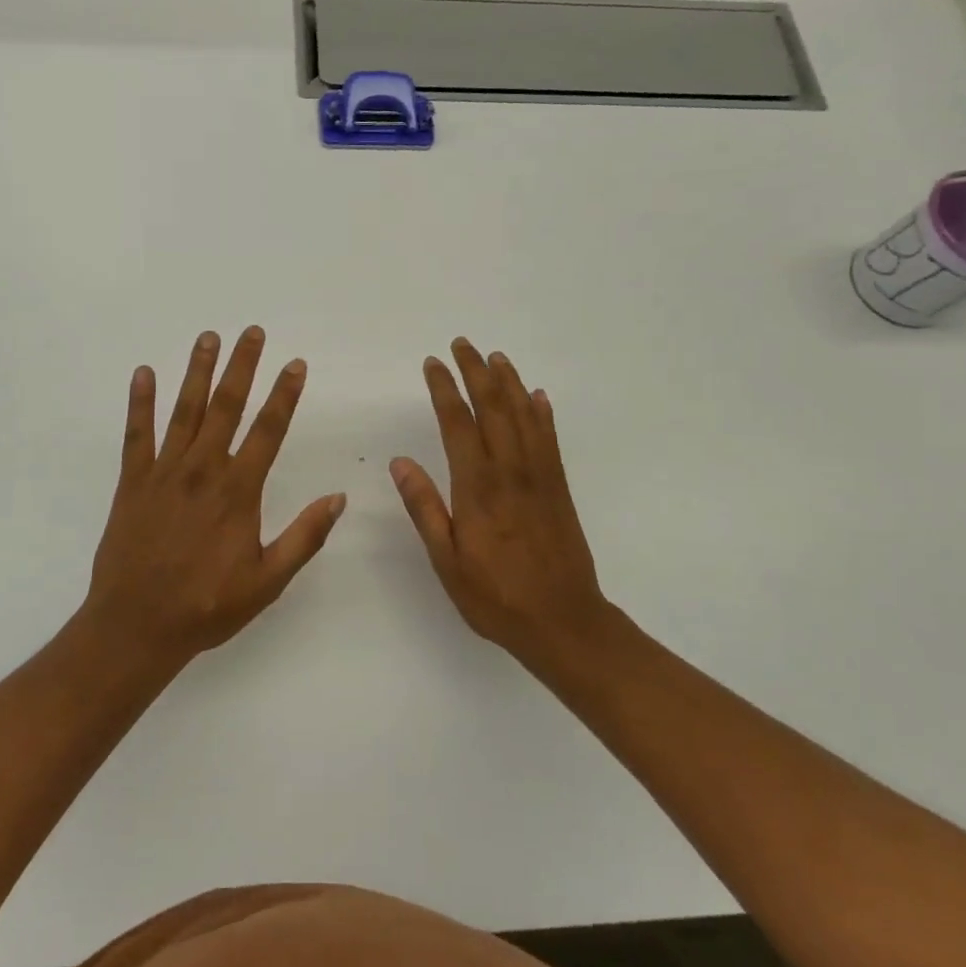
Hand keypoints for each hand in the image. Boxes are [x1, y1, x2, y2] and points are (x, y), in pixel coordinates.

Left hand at [81, 327, 345, 665]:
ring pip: (184, 411)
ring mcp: (164, 473)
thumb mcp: (267, 581)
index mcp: (238, 492)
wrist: (136, 626)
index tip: (295, 364)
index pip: (268, 431)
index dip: (284, 395)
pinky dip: (140, 402)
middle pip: (226, 407)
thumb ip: (304, 537)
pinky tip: (144, 373)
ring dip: (197, 371)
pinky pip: (136, 434)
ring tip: (208, 337)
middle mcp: (202, 471)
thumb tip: (338, 498)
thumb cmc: (207, 606)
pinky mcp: (132, 482)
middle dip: (242, 366)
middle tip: (252, 332)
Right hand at [390, 338, 609, 660]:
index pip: (458, 424)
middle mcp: (510, 472)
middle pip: (493, 408)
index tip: (433, 363)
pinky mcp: (559, 488)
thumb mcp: (446, 561)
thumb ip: (425, 508)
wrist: (564, 622)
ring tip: (496, 357)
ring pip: (524, 416)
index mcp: (478, 488)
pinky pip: (550, 439)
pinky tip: (537, 397)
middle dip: (476, 372)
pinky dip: (542, 413)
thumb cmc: (496, 597)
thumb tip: (401, 462)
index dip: (444, 389)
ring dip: (509, 383)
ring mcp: (540, 477)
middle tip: (463, 344)